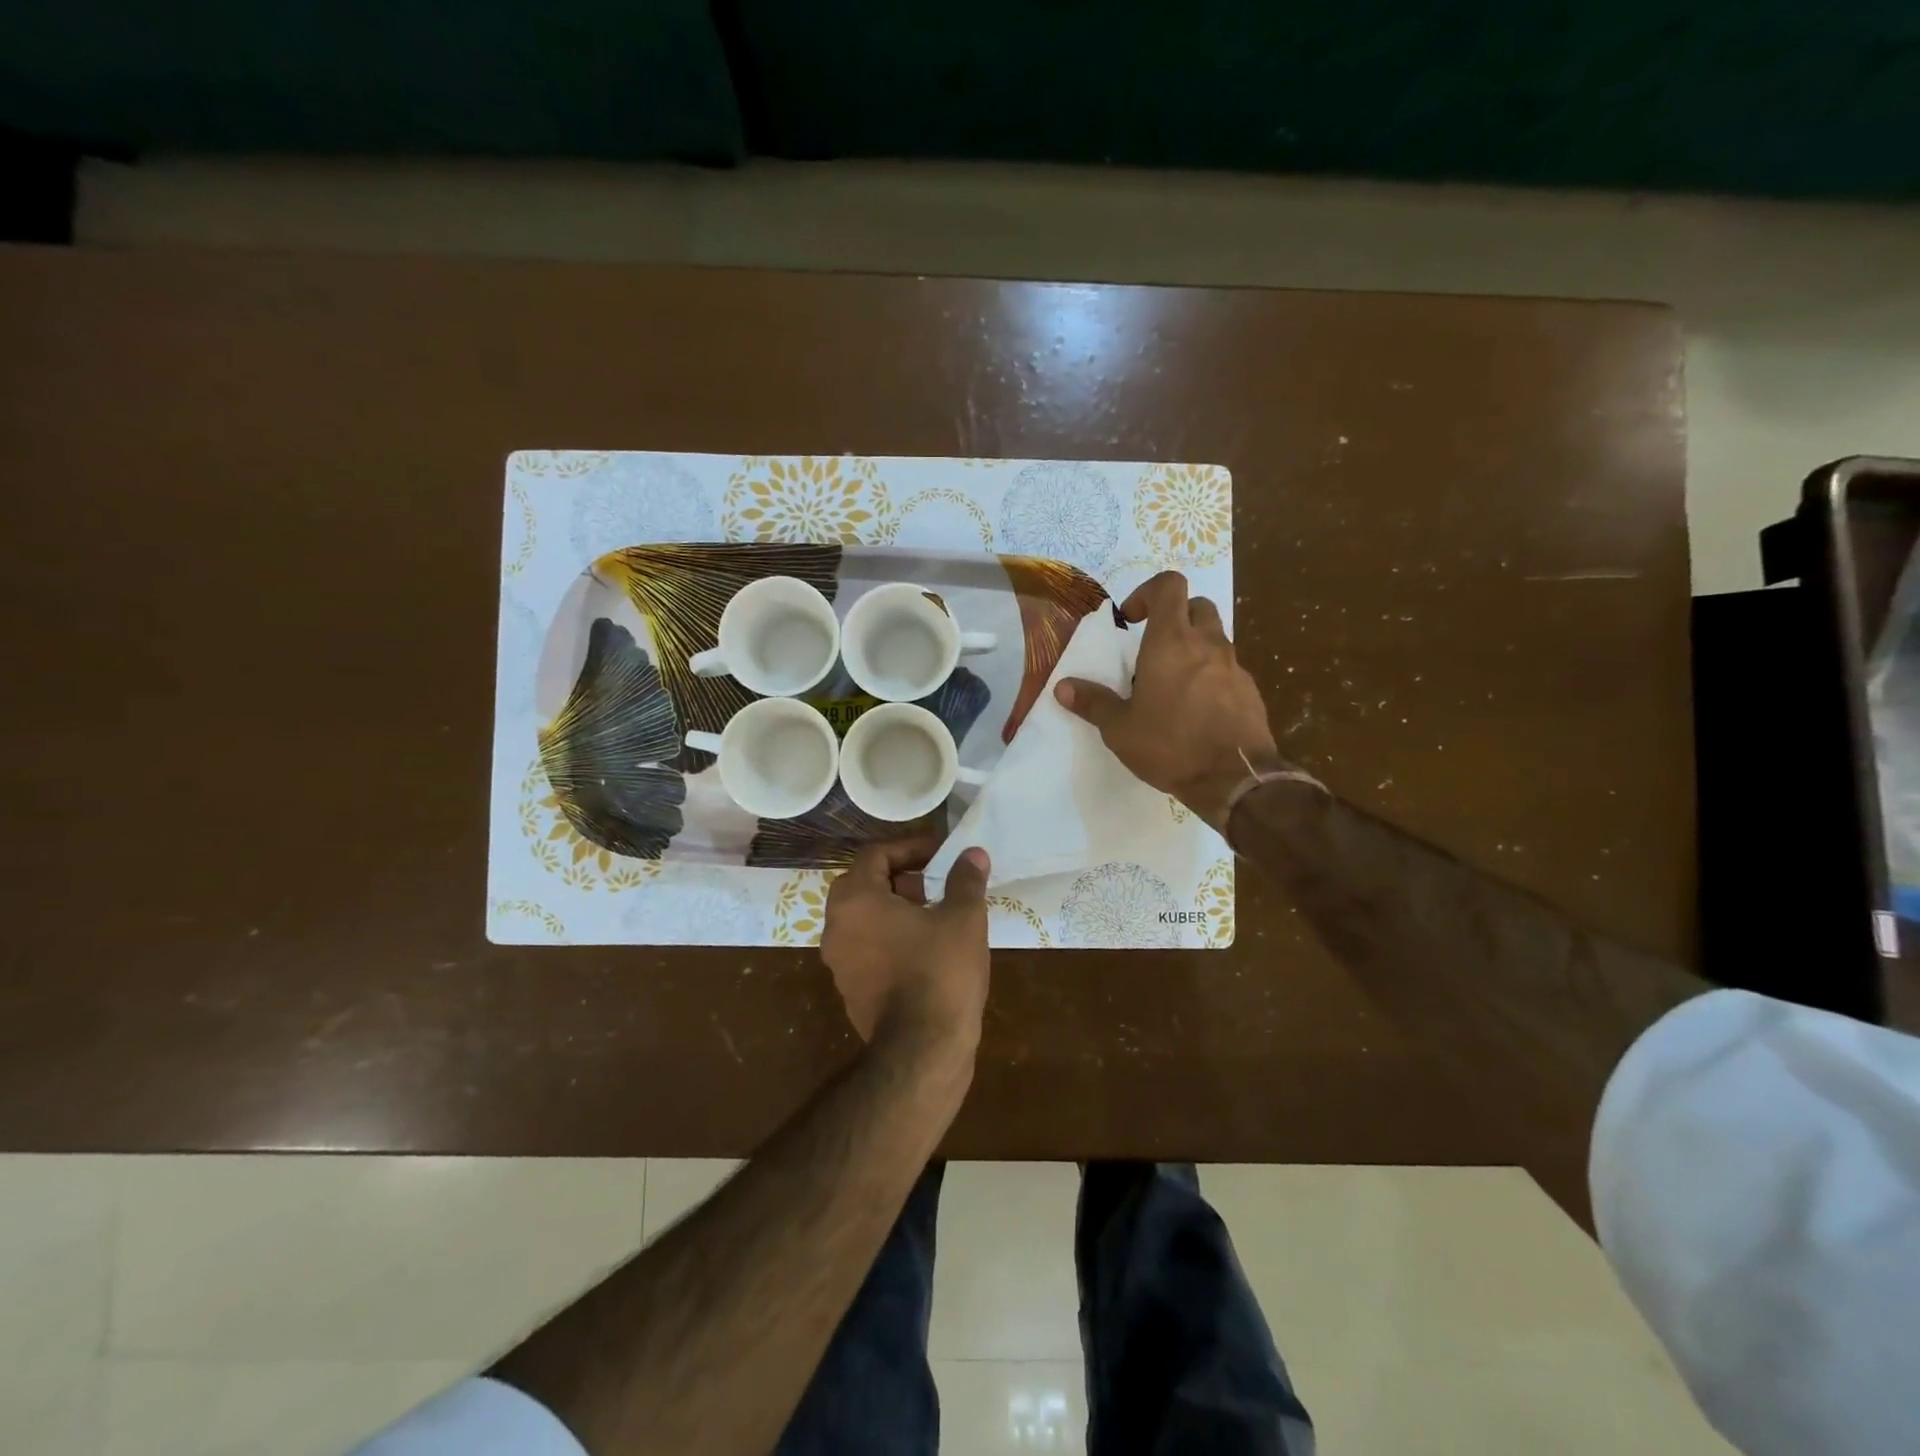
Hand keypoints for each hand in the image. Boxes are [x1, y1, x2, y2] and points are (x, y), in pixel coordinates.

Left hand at [821, 839, 992, 1055]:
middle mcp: (836, 926)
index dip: (911, 847)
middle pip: (865, 883)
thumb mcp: (963, 918)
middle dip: (902, 877)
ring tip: (936, 914)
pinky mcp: (849, 988)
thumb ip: (965, 879)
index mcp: (856, 899)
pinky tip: (926, 948)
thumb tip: (972, 853)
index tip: (942, 853)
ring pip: (864, 917)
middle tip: (936, 882)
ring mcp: (838, 960)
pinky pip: (866, 946)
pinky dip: (890, 936)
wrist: (922, 1050)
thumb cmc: (941, 972)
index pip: (876, 854)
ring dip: (896, 907)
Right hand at [1056, 570, 1281, 828]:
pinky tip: (1196, 708)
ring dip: (1192, 647)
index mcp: (1171, 641)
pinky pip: (1227, 668)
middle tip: (1152, 647)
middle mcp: (1206, 643)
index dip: (1148, 592)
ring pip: (1214, 637)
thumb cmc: (1170, 746)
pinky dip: (1210, 674)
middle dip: (1174, 616)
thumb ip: (1093, 703)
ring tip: (1171, 683)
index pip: (1170, 585)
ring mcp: (1233, 665)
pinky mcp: (1250, 689)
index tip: (1131, 620)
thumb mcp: (1120, 729)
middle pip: (1196, 605)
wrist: (1235, 779)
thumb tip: (1063, 687)